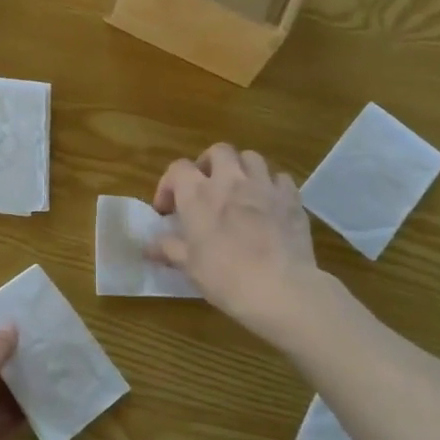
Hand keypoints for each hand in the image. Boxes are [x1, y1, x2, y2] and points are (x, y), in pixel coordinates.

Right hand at [151, 144, 331, 344]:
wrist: (279, 288)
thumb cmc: (224, 276)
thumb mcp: (188, 266)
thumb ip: (168, 249)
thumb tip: (148, 246)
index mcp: (198, 194)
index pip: (178, 168)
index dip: (169, 184)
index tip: (168, 210)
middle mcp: (230, 180)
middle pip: (218, 151)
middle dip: (209, 164)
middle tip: (206, 187)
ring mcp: (264, 186)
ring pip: (251, 157)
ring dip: (241, 169)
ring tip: (239, 190)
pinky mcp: (291, 198)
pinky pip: (280, 178)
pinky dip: (271, 186)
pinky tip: (269, 204)